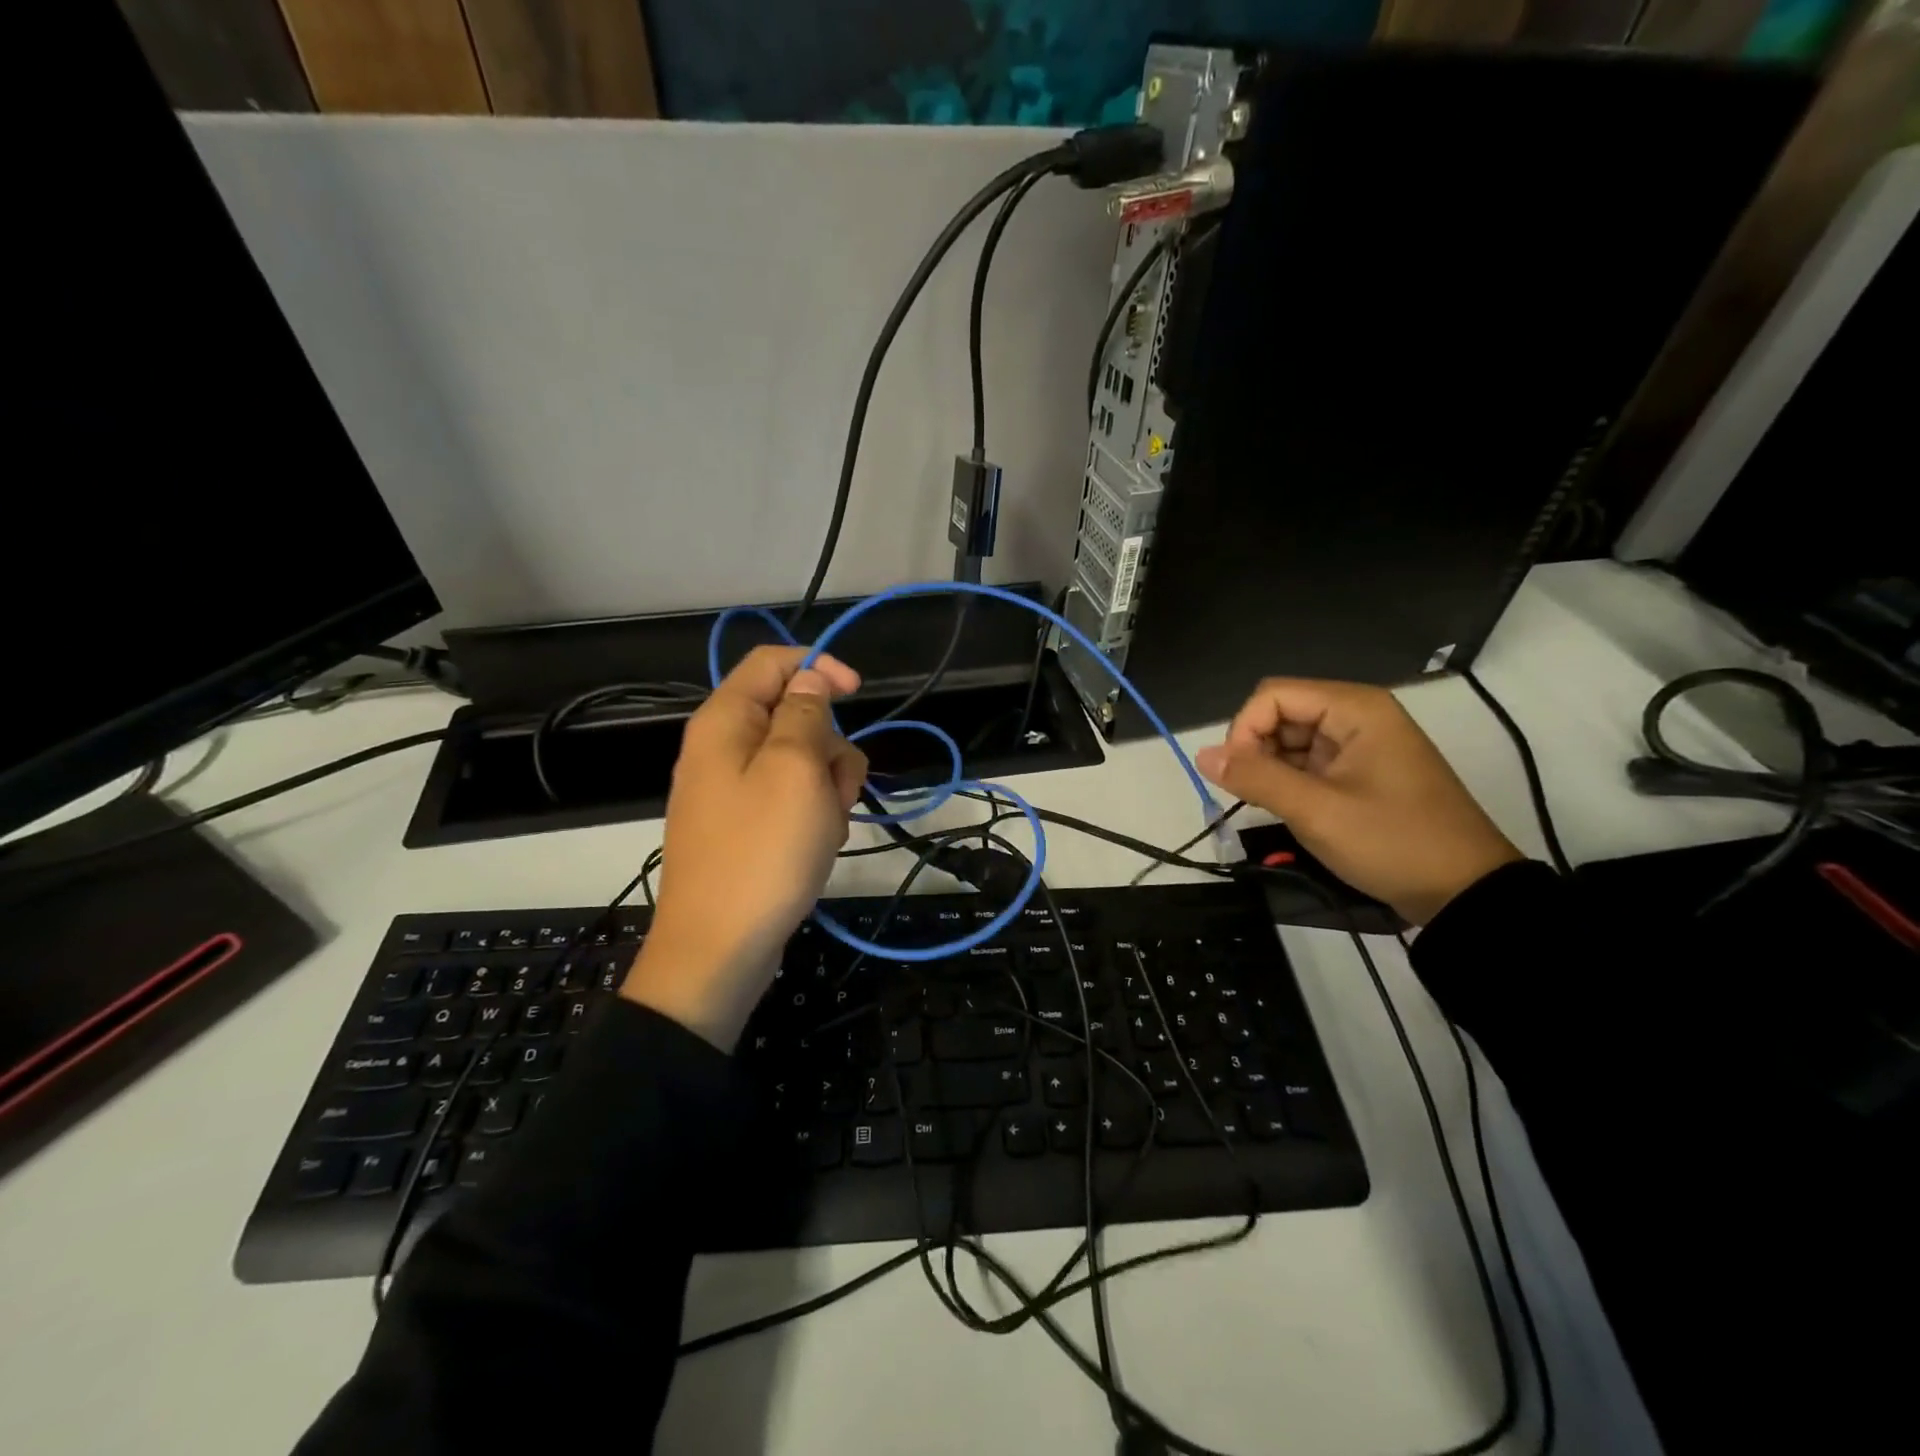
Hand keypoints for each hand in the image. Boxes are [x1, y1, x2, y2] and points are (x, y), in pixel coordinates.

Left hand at [621, 646, 866, 1048]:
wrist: (719, 950)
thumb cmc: (762, 852)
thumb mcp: (795, 770)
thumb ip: (805, 714)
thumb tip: (809, 679)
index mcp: (724, 722)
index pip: (772, 663)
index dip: (819, 667)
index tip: (859, 693)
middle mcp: (722, 748)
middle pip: (793, 715)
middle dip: (829, 746)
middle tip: (837, 787)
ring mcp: (732, 790)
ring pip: (800, 761)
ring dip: (827, 786)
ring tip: (825, 828)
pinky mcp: (745, 826)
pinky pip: (790, 799)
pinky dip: (813, 814)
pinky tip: (816, 846)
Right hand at [1194, 679, 1521, 925]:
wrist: (1465, 893)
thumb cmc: (1393, 842)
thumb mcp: (1316, 811)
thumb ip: (1255, 778)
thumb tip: (1201, 755)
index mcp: (1355, 709)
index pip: (1272, 696)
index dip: (1244, 730)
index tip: (1238, 776)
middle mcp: (1358, 716)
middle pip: (1281, 714)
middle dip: (1256, 751)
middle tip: (1254, 796)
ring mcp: (1361, 744)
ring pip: (1291, 740)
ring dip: (1271, 770)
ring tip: (1274, 808)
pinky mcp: (1361, 772)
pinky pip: (1310, 762)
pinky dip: (1290, 782)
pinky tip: (1290, 810)